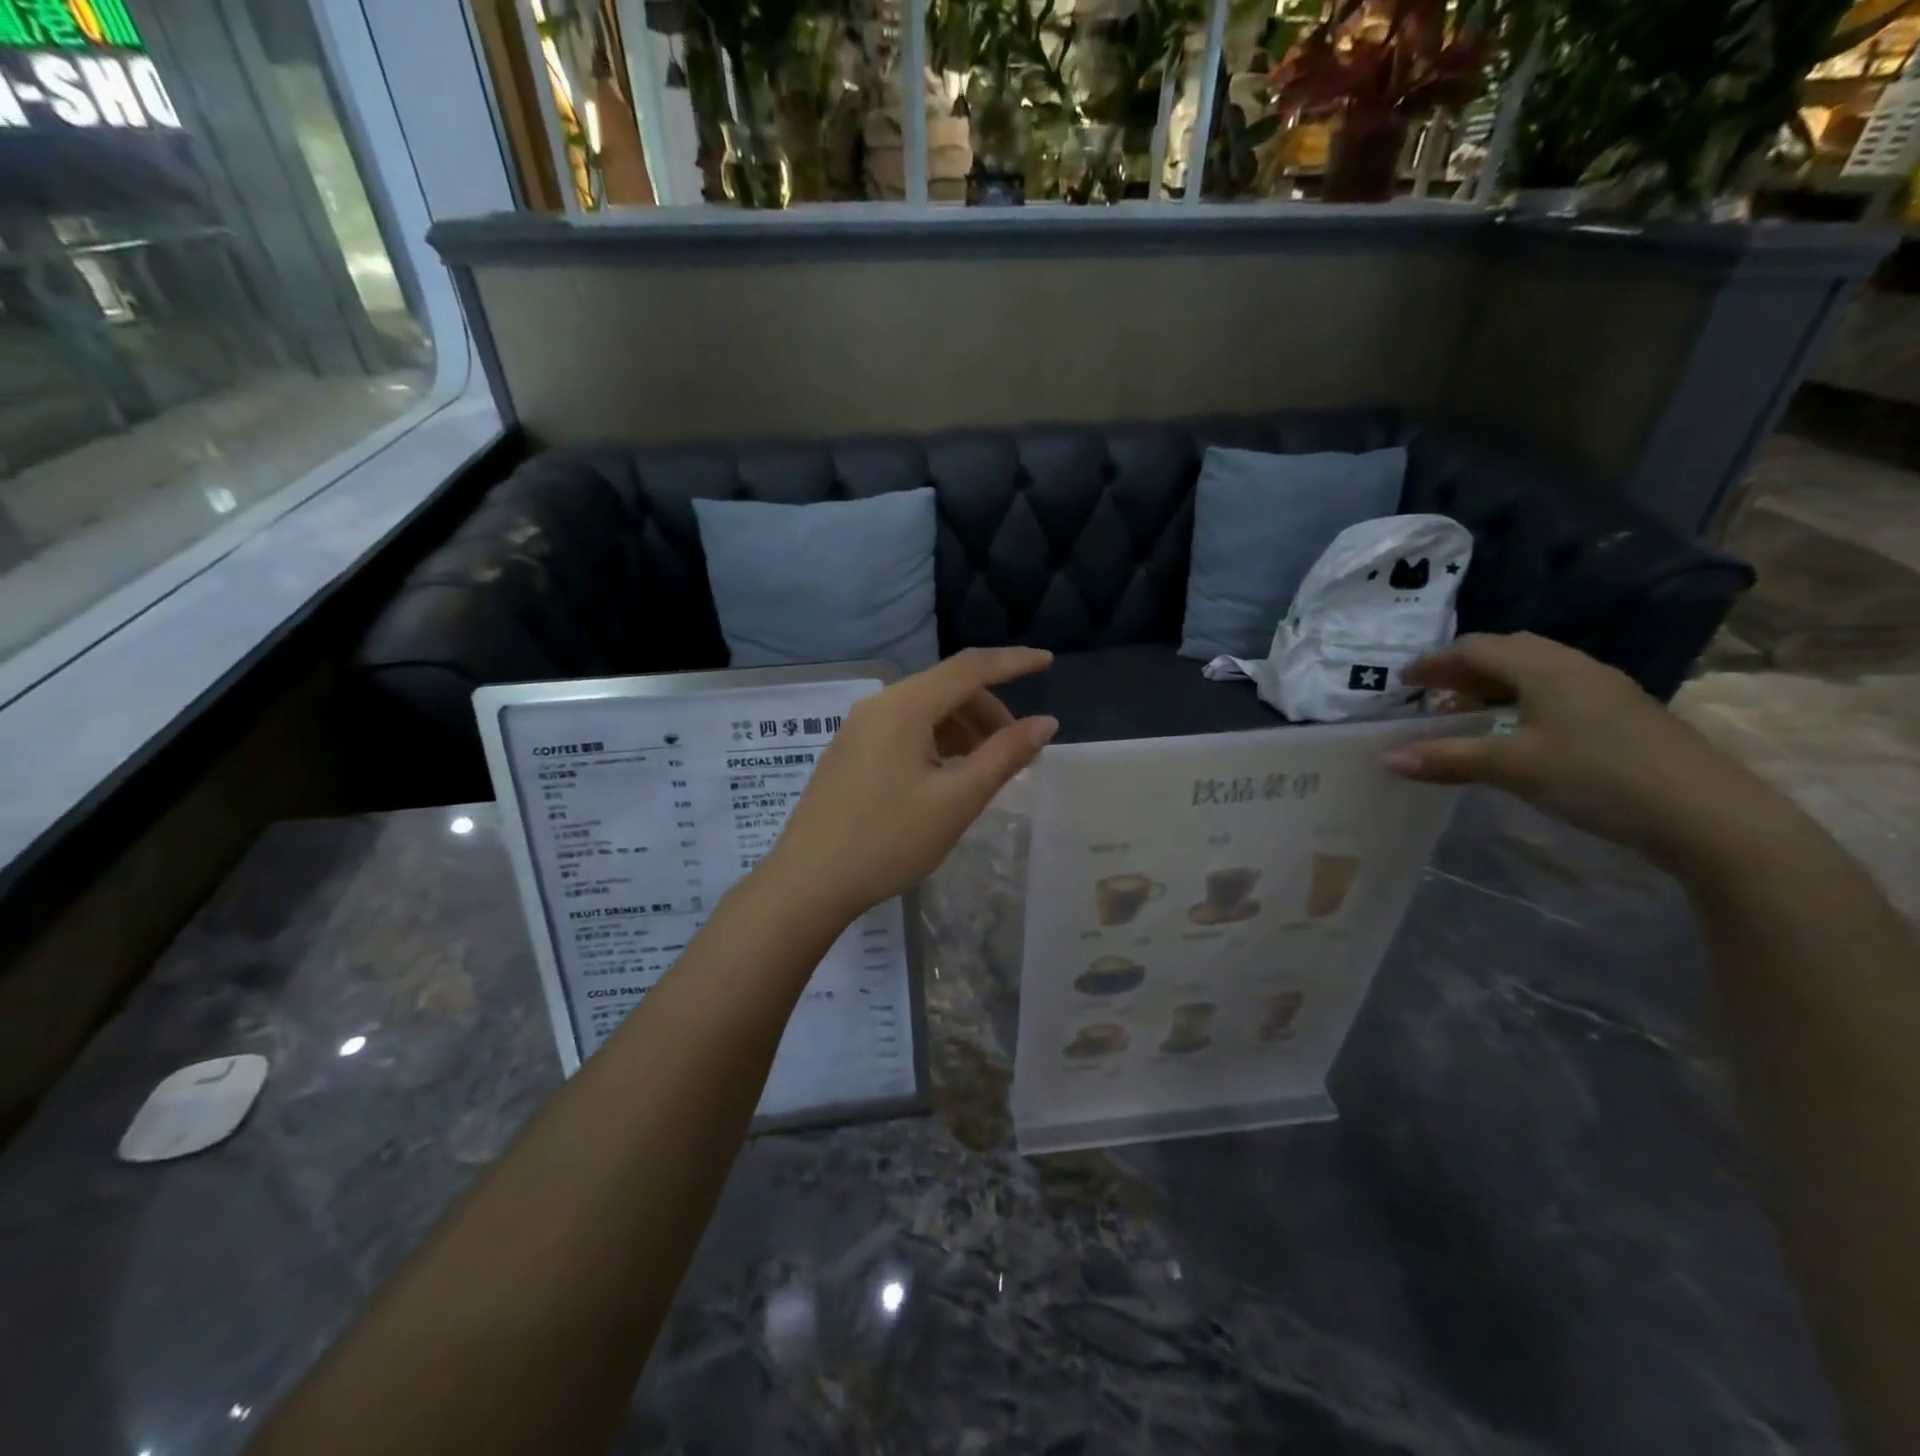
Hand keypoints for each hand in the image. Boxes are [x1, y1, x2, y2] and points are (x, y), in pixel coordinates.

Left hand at [764, 648, 1058, 921]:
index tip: (1048, 662)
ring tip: (984, 769)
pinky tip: (946, 776)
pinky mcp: (849, 751)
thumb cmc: (889, 840)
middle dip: (989, 711)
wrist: (809, 882)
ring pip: (925, 710)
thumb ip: (1005, 755)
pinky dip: (936, 741)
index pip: (970, 667)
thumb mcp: (957, 800)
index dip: (1014, 662)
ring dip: (963, 729)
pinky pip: (904, 729)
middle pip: (947, 688)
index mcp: (905, 706)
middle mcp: (879, 705)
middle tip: (1017, 751)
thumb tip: (1045, 722)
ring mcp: (859, 727)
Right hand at [1384, 633, 1798, 871]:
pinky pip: (1557, 691)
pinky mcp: (1623, 716)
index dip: (1436, 662)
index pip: (1478, 649)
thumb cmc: (1599, 777)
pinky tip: (1518, 731)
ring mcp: (1606, 690)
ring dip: (1495, 684)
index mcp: (1546, 669)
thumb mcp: (1514, 768)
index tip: (1404, 683)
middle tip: (1433, 694)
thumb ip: (1448, 759)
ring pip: (1536, 671)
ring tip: (1468, 712)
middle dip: (1465, 668)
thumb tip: (1388, 758)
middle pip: (1509, 651)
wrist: (1708, 815)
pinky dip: (1522, 700)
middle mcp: (1576, 668)